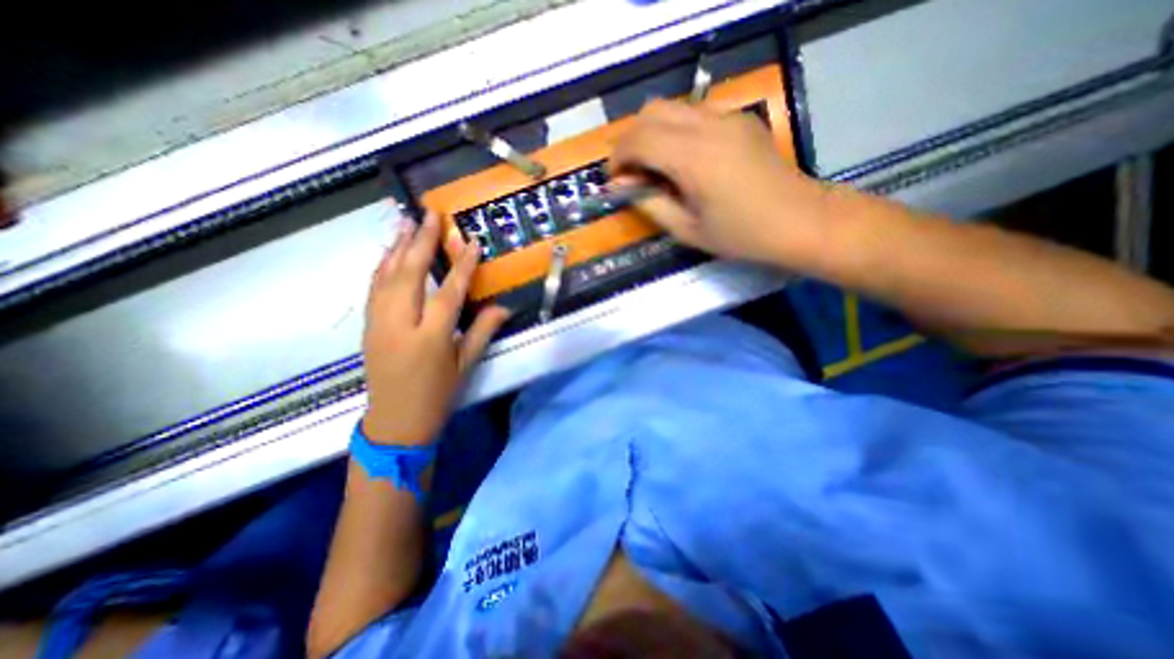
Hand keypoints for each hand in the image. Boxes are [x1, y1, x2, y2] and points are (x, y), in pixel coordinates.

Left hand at [363, 210, 510, 446]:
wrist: (395, 420)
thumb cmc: (437, 394)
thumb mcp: (465, 365)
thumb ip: (483, 331)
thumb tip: (503, 307)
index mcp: (431, 337)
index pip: (448, 293)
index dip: (462, 266)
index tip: (471, 242)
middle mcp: (401, 324)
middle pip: (409, 274)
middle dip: (421, 241)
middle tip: (430, 215)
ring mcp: (379, 323)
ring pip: (386, 276)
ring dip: (397, 245)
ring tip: (406, 220)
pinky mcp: (368, 325)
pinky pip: (374, 287)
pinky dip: (382, 264)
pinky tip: (389, 250)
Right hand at [611, 97, 828, 267]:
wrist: (800, 220)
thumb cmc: (741, 235)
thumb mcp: (687, 230)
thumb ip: (650, 204)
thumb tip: (623, 188)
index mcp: (694, 159)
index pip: (639, 139)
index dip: (618, 158)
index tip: (615, 182)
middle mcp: (709, 126)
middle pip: (651, 111)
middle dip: (631, 140)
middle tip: (631, 173)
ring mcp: (727, 118)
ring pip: (672, 107)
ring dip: (652, 133)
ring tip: (654, 168)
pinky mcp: (739, 119)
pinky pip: (694, 114)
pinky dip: (675, 131)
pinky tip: (682, 160)